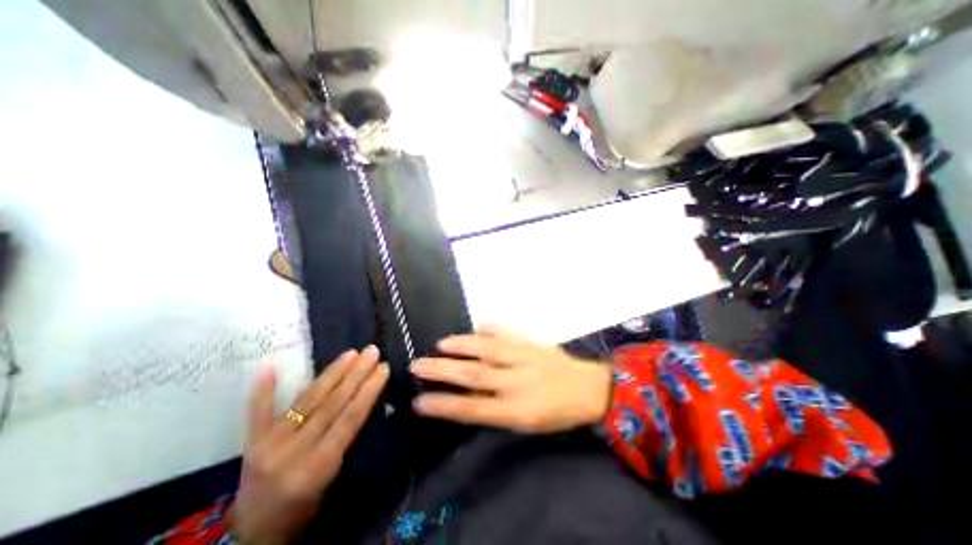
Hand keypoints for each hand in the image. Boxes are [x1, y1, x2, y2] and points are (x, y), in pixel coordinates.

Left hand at [230, 347, 389, 543]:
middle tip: (371, 352)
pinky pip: (258, 412)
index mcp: (318, 465)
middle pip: (332, 404)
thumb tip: (366, 401)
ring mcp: (269, 444)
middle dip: (356, 374)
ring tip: (351, 353)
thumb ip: (347, 438)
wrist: (255, 535)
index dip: (369, 390)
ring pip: (307, 400)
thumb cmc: (306, 507)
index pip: (350, 418)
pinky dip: (264, 391)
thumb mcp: (335, 476)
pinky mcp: (251, 443)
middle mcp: (293, 451)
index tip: (383, 368)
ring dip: (332, 373)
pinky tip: (269, 368)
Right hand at [411, 325, 609, 432]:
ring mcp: (524, 357)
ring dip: (461, 344)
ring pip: (486, 349)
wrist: (589, 389)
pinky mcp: (531, 342)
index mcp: (516, 409)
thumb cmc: (556, 413)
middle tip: (417, 365)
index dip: (443, 406)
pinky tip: (477, 325)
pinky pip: (506, 332)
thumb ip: (495, 407)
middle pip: (473, 375)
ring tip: (441, 343)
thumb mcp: (525, 422)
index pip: (471, 408)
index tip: (419, 402)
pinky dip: (489, 327)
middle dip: (441, 370)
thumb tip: (466, 393)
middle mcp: (516, 381)